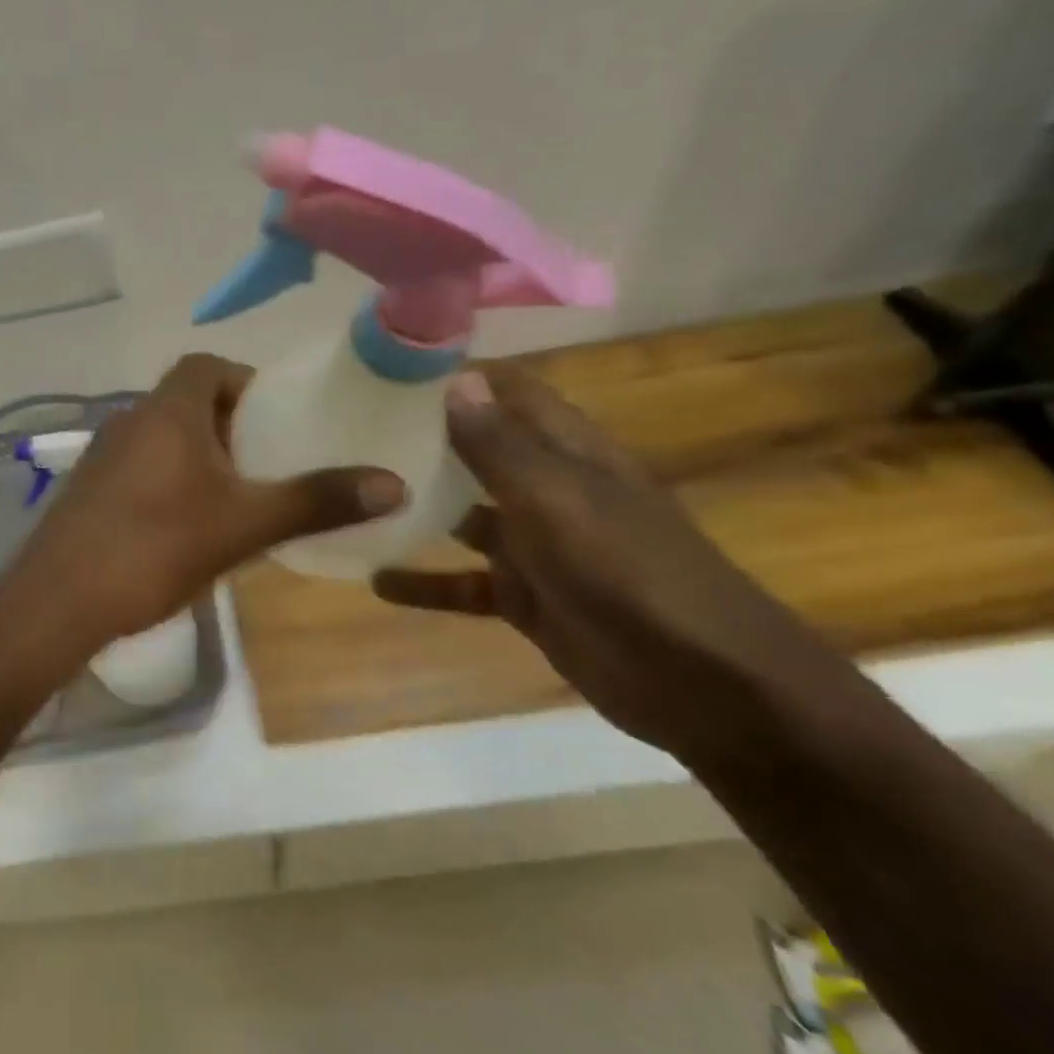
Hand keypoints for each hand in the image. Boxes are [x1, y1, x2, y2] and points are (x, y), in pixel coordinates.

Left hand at [0, 353, 406, 660]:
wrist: (58, 602)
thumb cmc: (155, 548)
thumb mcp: (244, 525)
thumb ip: (315, 501)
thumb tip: (394, 483)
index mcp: (166, 412)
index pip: (206, 365)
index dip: (244, 381)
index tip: (276, 416)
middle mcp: (128, 421)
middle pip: (186, 402)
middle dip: (229, 424)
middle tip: (266, 462)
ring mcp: (100, 458)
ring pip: (161, 439)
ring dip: (198, 456)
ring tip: (235, 497)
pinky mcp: (86, 493)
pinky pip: (138, 469)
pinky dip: (168, 482)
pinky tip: (185, 528)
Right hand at [371, 365, 843, 760]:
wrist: (703, 685)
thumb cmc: (631, 573)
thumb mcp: (558, 501)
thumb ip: (501, 447)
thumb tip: (455, 381)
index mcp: (569, 453)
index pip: (510, 394)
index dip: (459, 377)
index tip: (390, 368)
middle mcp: (549, 490)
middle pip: (478, 452)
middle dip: (422, 440)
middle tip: (349, 429)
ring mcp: (537, 547)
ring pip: (463, 517)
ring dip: (416, 509)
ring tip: (350, 498)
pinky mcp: (525, 598)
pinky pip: (463, 584)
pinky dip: (424, 583)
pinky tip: (375, 581)